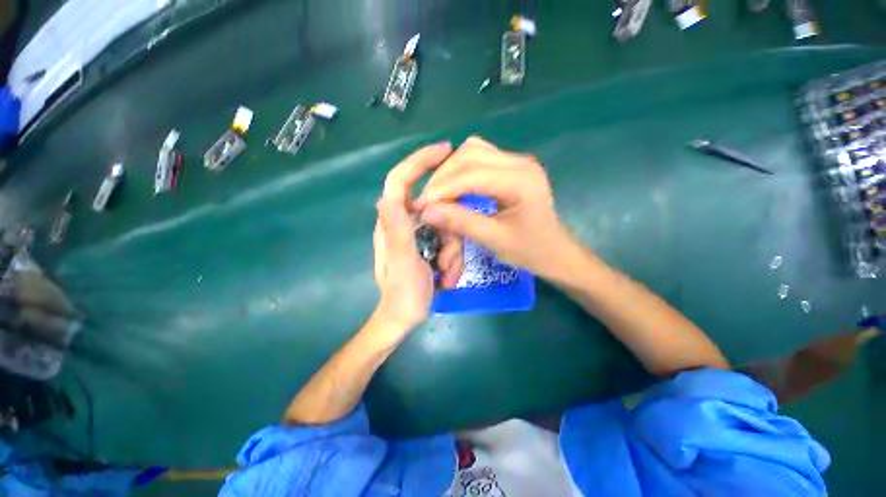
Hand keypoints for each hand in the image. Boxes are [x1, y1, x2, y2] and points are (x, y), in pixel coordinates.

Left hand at [373, 142, 463, 331]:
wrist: (404, 318)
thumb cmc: (401, 295)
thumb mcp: (402, 263)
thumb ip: (395, 232)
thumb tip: (387, 197)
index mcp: (392, 222)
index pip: (400, 180)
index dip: (420, 161)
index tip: (446, 149)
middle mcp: (403, 222)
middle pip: (435, 209)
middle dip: (449, 232)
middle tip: (448, 258)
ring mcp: (418, 234)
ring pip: (446, 227)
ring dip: (452, 252)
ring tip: (446, 274)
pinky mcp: (428, 245)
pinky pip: (448, 241)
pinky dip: (452, 259)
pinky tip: (447, 277)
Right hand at [415, 137, 576, 279]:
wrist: (555, 251)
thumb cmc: (530, 251)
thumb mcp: (495, 240)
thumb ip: (461, 222)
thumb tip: (426, 211)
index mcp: (521, 181)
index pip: (471, 175)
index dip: (441, 189)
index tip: (420, 206)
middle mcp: (520, 162)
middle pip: (469, 154)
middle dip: (443, 177)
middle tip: (427, 201)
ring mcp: (517, 161)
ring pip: (472, 151)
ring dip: (450, 170)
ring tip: (438, 195)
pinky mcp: (511, 166)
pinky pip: (478, 157)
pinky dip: (460, 170)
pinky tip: (454, 187)